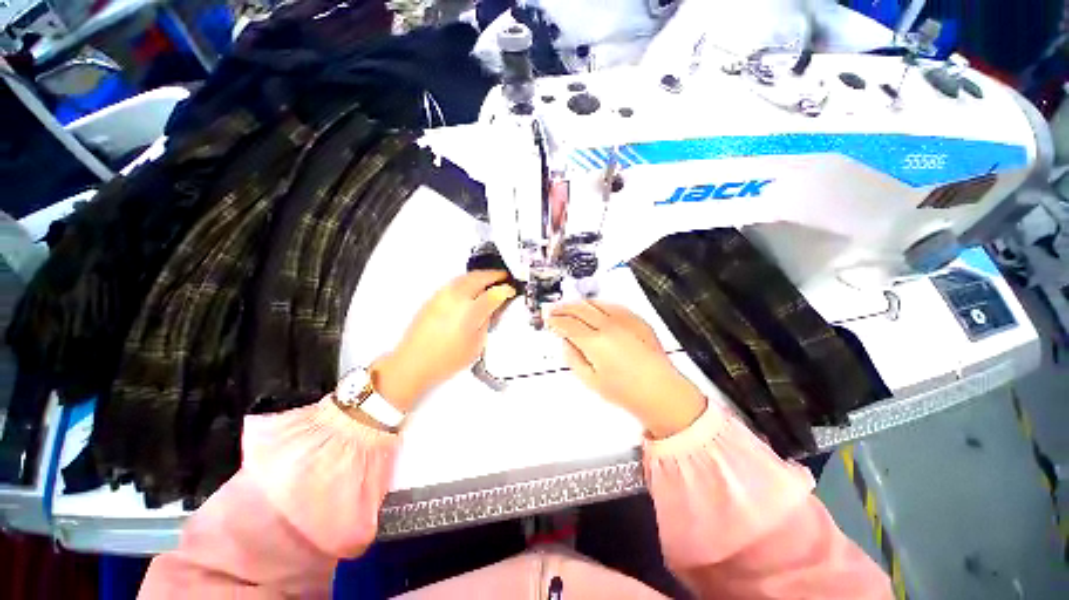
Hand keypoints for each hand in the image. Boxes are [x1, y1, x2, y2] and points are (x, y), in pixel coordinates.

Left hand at [371, 271, 515, 411]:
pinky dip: (467, 280)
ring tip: (489, 279)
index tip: (511, 290)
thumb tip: (492, 308)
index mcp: (470, 311)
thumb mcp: (476, 345)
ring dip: (479, 275)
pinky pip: (455, 282)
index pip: (493, 293)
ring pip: (465, 276)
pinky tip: (471, 287)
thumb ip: (486, 322)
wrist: (412, 363)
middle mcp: (456, 298)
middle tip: (503, 277)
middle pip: (479, 277)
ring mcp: (442, 295)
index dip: (506, 290)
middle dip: (494, 275)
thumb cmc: (446, 360)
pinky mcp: (433, 297)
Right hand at [547, 301, 706, 438]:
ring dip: (579, 303)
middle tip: (554, 309)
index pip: (568, 324)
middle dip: (563, 308)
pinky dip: (598, 304)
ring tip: (570, 307)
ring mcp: (625, 320)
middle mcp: (609, 326)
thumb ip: (573, 358)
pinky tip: (594, 308)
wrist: (661, 391)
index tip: (548, 320)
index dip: (555, 321)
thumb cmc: (627, 392)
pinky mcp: (637, 319)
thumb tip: (566, 342)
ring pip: (595, 302)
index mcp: (595, 343)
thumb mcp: (591, 380)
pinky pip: (613, 305)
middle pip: (579, 308)